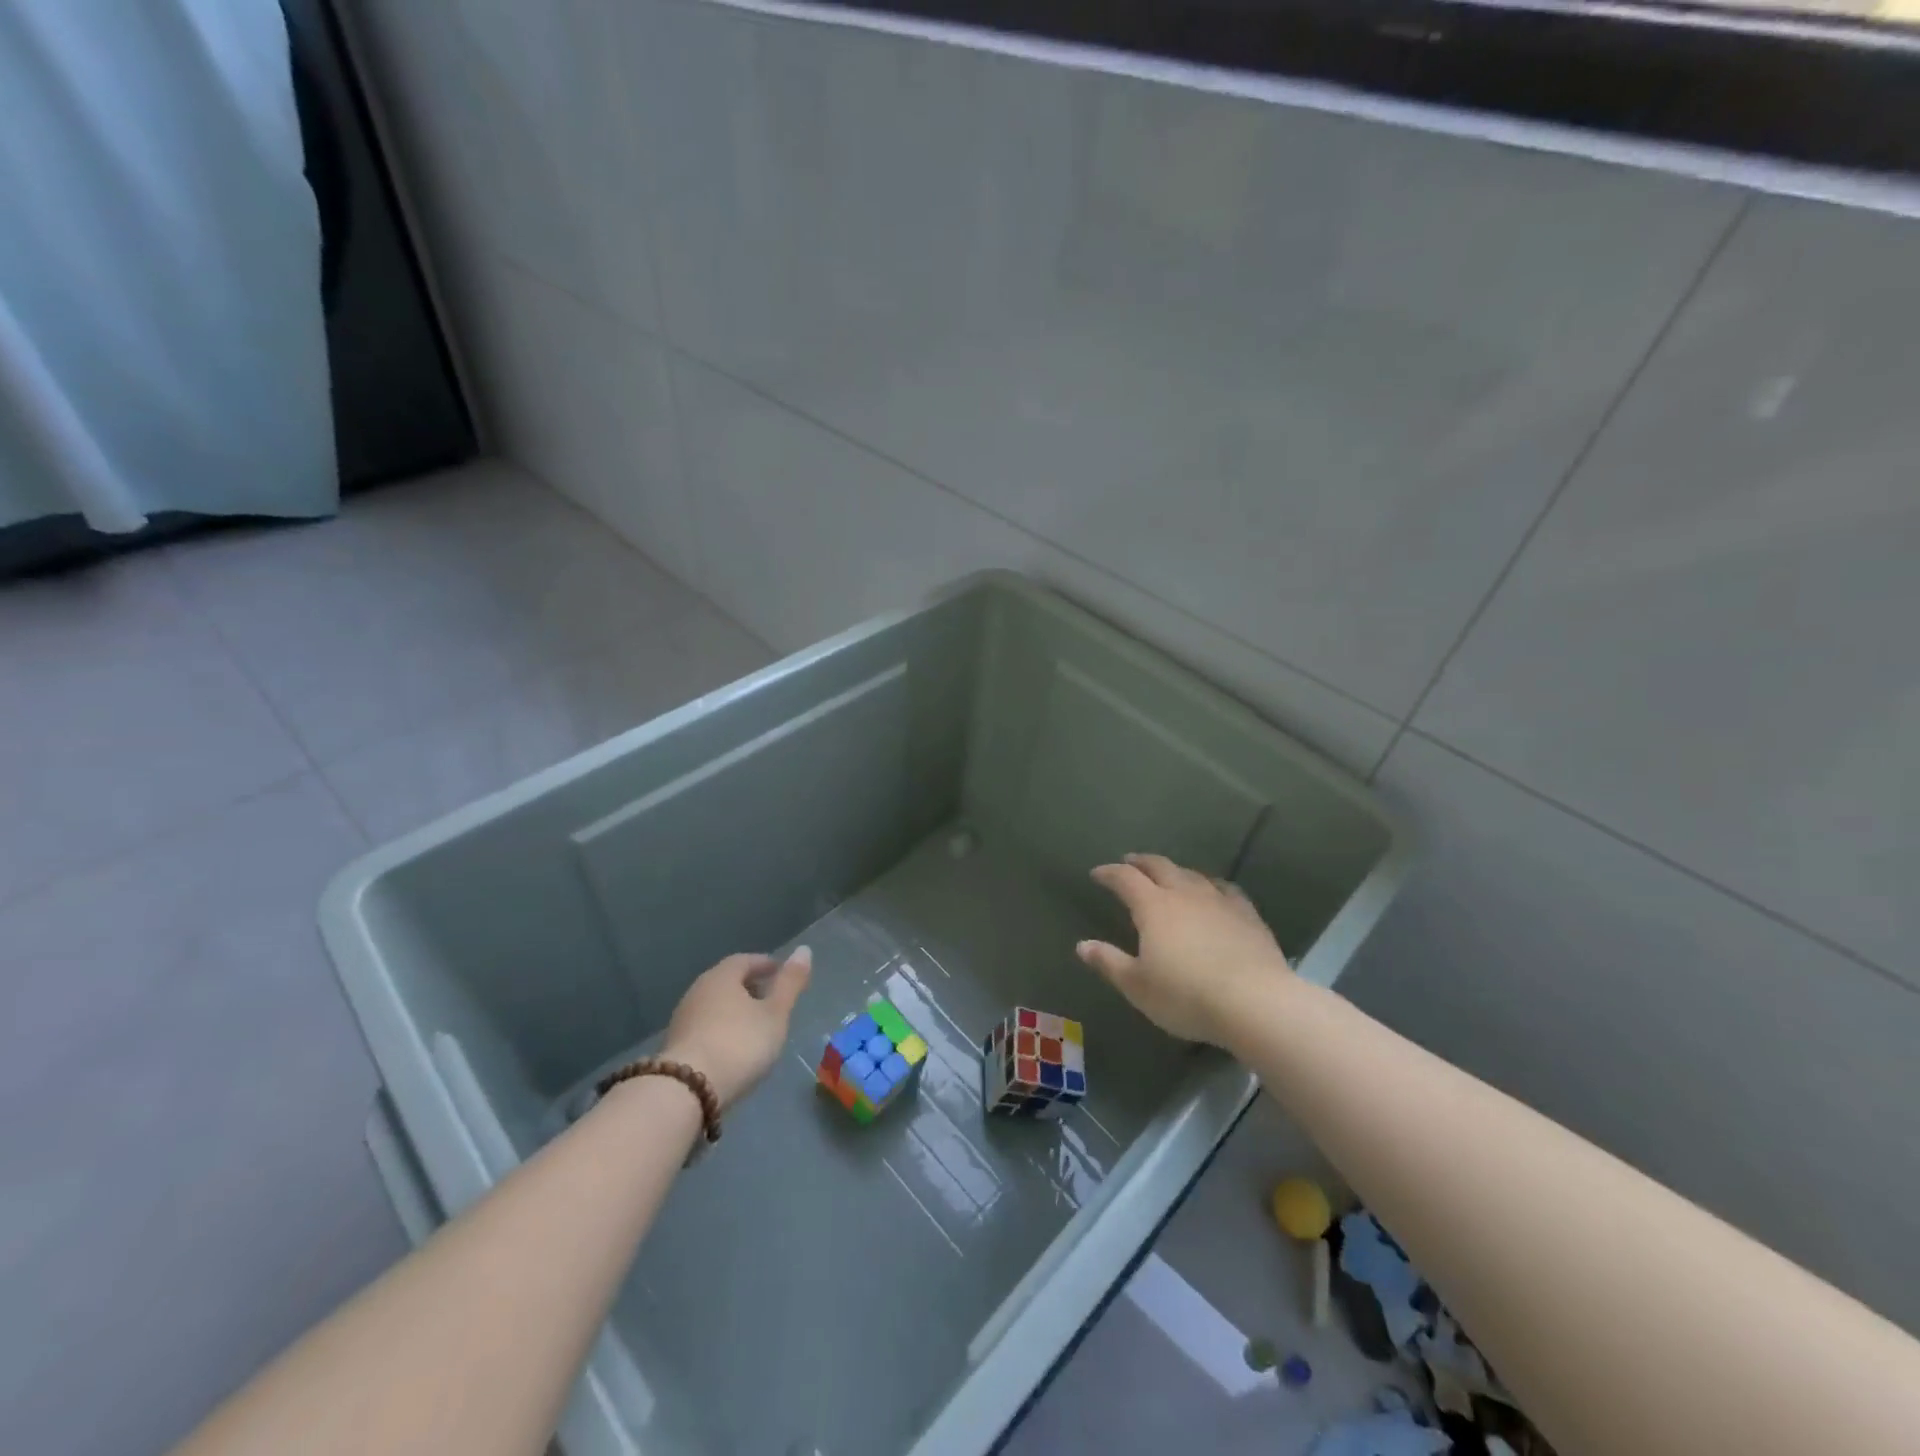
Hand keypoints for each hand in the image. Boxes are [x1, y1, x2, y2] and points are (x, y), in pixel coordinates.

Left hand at [661, 948, 811, 1108]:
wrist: (686, 1090)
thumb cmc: (739, 1044)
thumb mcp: (775, 1014)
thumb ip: (790, 983)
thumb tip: (804, 950)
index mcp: (722, 976)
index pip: (745, 960)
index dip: (766, 965)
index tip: (781, 974)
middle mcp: (698, 990)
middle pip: (727, 981)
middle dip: (750, 986)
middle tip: (771, 999)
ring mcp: (683, 1019)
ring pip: (715, 1004)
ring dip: (735, 1009)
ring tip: (755, 1025)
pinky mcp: (676, 1046)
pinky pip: (705, 1026)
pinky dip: (722, 1028)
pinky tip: (733, 1047)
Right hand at [1077, 853, 1288, 1045]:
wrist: (1255, 1002)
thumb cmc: (1186, 996)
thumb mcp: (1138, 986)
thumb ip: (1109, 962)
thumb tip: (1083, 945)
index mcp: (1153, 907)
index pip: (1125, 879)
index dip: (1109, 873)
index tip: (1097, 873)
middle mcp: (1184, 894)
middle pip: (1159, 866)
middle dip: (1141, 862)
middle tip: (1130, 861)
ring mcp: (1219, 901)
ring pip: (1192, 874)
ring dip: (1175, 871)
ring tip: (1168, 875)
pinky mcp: (1247, 915)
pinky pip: (1225, 889)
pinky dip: (1211, 885)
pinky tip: (1214, 891)